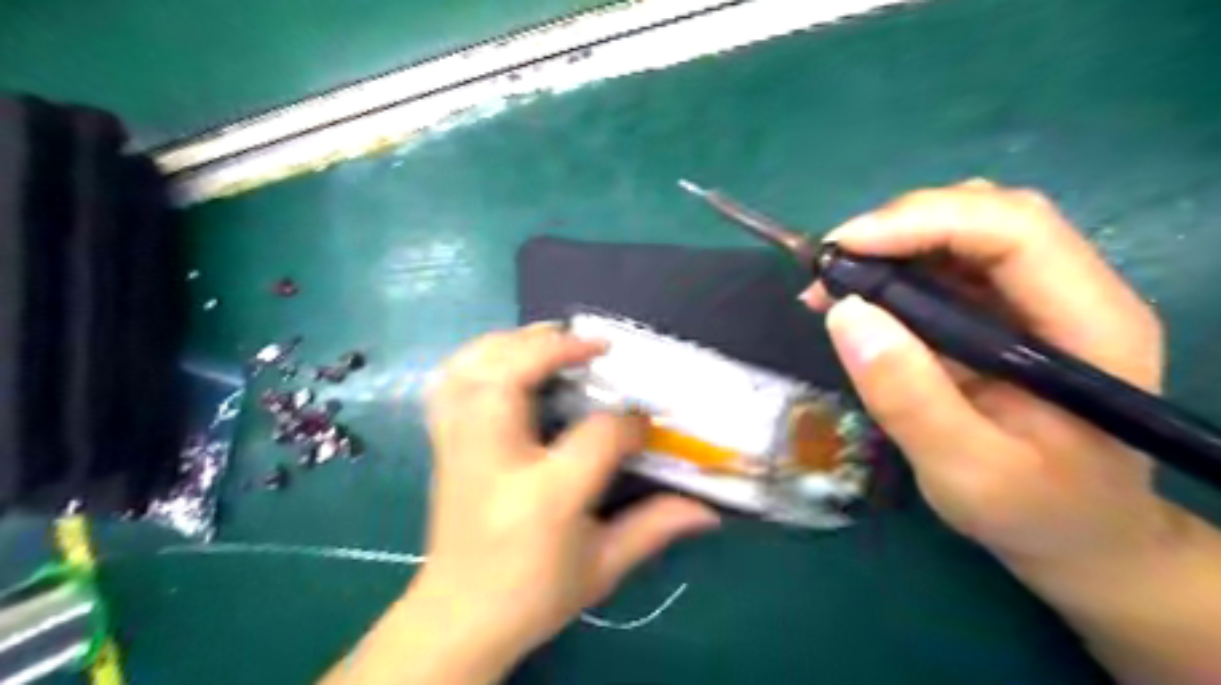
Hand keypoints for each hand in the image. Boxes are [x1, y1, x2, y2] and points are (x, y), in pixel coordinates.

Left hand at [413, 326, 717, 680]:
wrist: (458, 619)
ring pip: (474, 367)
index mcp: (545, 495)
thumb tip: (709, 510)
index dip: (630, 421)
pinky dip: (478, 357)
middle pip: (514, 375)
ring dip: (514, 341)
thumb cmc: (534, 593)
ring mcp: (460, 447)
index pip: (598, 434)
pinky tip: (505, 357)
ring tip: (551, 339)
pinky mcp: (443, 445)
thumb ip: (656, 528)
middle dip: (556, 348)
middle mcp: (494, 458)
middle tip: (596, 346)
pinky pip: (450, 381)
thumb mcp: (604, 566)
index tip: (647, 422)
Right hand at [803, 177, 1172, 567]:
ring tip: (834, 283)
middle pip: (988, 214)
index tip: (843, 248)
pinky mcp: (1003, 311)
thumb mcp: (966, 472)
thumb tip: (844, 314)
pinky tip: (857, 298)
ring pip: (964, 229)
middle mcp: (1073, 292)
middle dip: (899, 226)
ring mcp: (1037, 298)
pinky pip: (946, 263)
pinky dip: (893, 268)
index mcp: (1090, 326)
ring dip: (891, 243)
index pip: (1015, 230)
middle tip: (830, 266)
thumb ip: (909, 399)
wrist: (1077, 531)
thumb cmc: (1034, 510)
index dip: (924, 221)